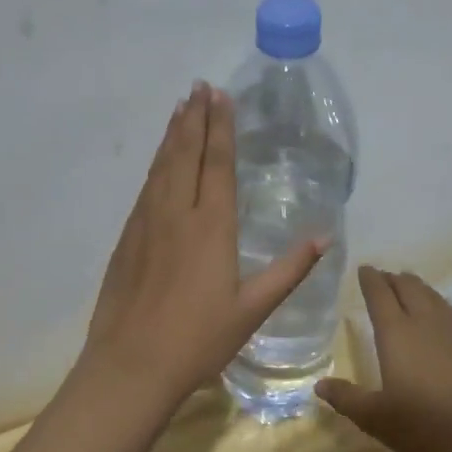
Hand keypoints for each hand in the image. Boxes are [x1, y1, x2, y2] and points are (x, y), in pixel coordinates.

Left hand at [78, 83, 325, 411]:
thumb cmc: (198, 340)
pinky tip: (159, 160)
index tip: (221, 97)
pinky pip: (146, 187)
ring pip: (162, 166)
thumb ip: (289, 269)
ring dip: (172, 133)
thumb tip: (324, 236)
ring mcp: (147, 223)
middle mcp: (177, 213)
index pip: (218, 164)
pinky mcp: (127, 238)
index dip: (221, 128)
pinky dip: (156, 163)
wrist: (130, 365)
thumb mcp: (252, 310)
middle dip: (195, 117)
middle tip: (199, 86)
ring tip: (180, 107)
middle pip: (186, 154)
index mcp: (211, 227)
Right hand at [317, 266, 451, 451]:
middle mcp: (426, 322)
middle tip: (384, 278)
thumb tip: (320, 385)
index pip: (379, 294)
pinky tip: (441, 317)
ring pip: (434, 296)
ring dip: (418, 288)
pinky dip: (440, 306)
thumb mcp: (376, 418)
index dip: (370, 279)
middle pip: (409, 287)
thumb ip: (347, 398)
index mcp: (396, 333)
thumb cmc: (424, 426)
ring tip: (410, 288)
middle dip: (394, 278)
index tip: (364, 269)